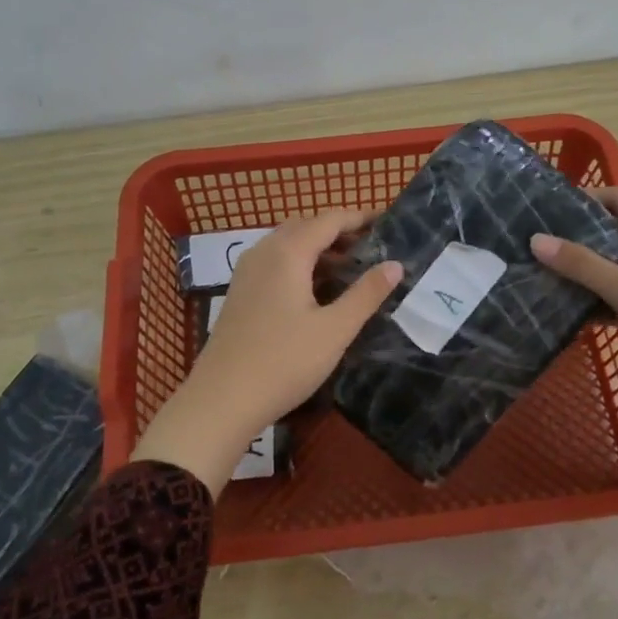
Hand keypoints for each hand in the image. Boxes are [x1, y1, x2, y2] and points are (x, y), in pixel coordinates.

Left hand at [132, 211, 402, 493]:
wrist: (222, 400)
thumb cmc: (284, 362)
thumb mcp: (335, 330)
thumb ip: (366, 294)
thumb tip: (395, 264)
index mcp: (288, 253)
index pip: (329, 220)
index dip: (359, 218)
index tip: (387, 222)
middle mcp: (263, 253)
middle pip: (305, 226)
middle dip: (339, 231)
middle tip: (372, 248)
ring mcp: (246, 273)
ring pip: (287, 245)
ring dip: (318, 248)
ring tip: (350, 269)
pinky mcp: (240, 293)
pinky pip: (274, 263)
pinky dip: (300, 264)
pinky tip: (316, 291)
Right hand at [529, 187, 617, 407]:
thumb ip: (582, 265)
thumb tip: (536, 240)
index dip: (583, 200)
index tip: (545, 211)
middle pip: (617, 231)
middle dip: (579, 238)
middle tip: (539, 246)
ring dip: (589, 271)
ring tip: (546, 276)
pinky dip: (604, 297)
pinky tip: (573, 310)